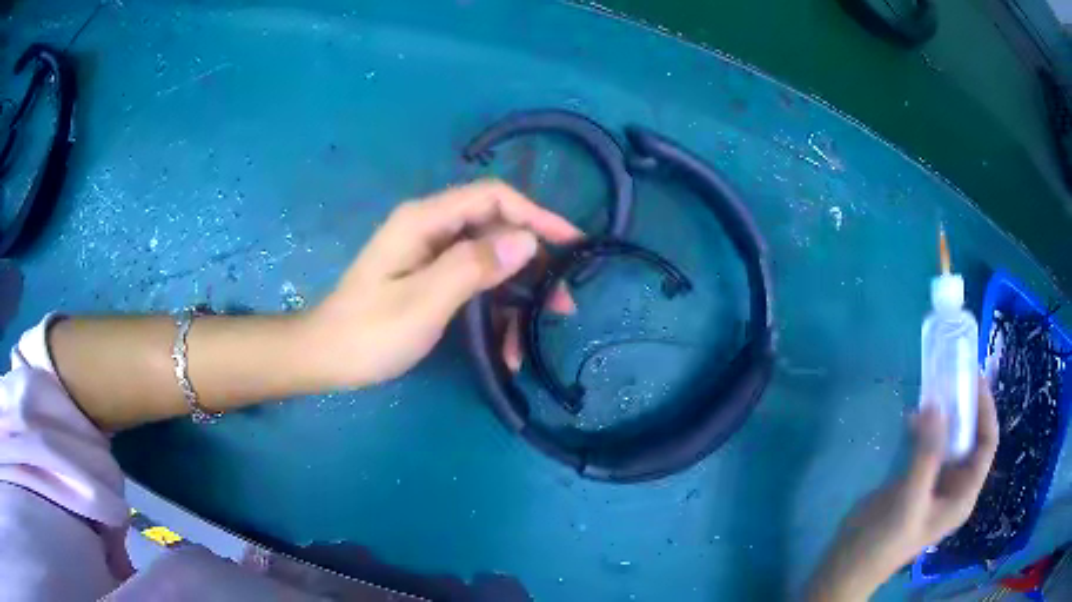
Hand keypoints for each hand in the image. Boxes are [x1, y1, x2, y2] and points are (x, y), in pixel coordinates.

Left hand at [301, 180, 581, 388]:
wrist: (327, 358)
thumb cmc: (369, 332)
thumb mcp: (423, 302)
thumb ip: (473, 266)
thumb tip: (526, 240)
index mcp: (425, 221)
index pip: (493, 198)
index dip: (536, 215)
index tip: (572, 243)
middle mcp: (431, 229)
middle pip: (496, 230)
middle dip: (533, 264)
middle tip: (562, 302)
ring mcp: (431, 255)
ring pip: (490, 263)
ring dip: (517, 297)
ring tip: (537, 333)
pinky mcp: (431, 279)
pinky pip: (474, 286)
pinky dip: (494, 313)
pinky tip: (505, 350)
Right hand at [806, 375, 999, 600]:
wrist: (847, 566)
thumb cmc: (883, 541)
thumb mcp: (908, 500)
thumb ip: (926, 455)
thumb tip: (936, 404)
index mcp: (962, 495)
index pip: (986, 445)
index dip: (986, 411)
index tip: (974, 379)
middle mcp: (954, 486)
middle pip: (970, 439)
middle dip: (965, 408)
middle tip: (953, 377)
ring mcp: (935, 484)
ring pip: (949, 440)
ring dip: (944, 415)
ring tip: (933, 390)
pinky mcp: (916, 481)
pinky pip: (929, 446)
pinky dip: (924, 428)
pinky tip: (910, 418)